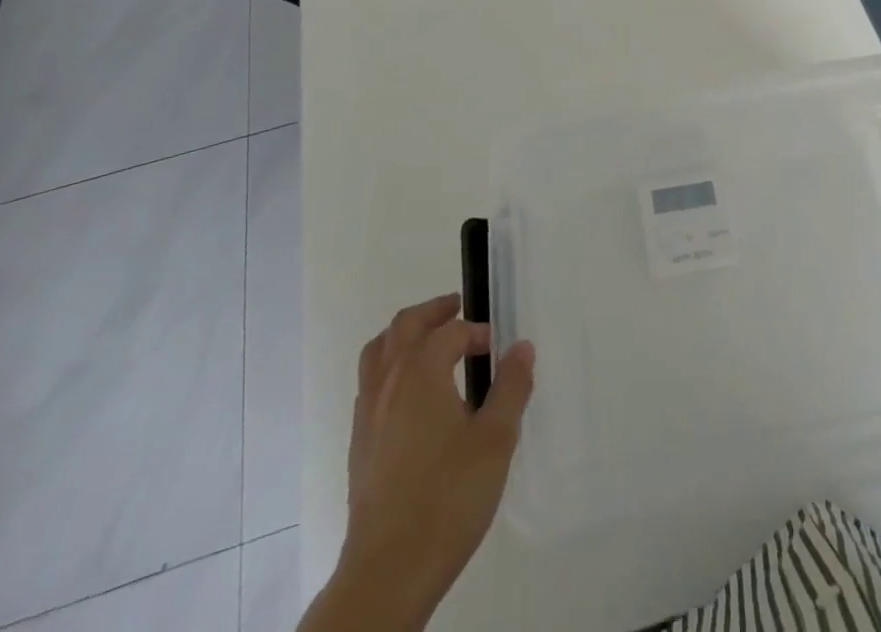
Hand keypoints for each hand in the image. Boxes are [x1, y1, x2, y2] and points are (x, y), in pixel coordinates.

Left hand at [310, 294, 534, 631]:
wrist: (388, 570)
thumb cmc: (448, 497)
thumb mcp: (496, 440)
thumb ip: (511, 387)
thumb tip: (521, 347)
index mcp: (420, 371)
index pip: (451, 332)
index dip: (477, 333)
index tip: (499, 349)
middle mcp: (388, 381)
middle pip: (405, 325)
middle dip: (434, 312)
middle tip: (458, 310)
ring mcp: (367, 412)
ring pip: (379, 351)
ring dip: (405, 336)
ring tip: (430, 342)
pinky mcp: (358, 443)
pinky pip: (371, 382)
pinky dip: (390, 367)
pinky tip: (411, 396)